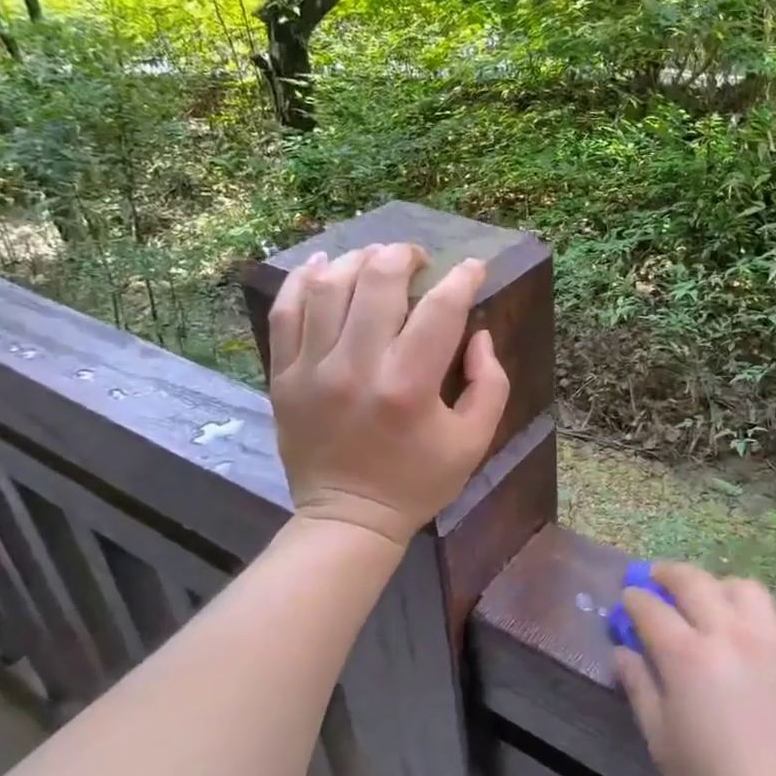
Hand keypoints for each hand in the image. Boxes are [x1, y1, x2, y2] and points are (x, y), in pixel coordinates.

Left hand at [268, 242, 509, 545]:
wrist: (348, 518)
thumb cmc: (418, 481)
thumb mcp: (474, 441)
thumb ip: (490, 383)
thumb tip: (479, 333)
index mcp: (409, 387)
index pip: (440, 309)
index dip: (463, 278)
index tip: (474, 268)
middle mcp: (357, 368)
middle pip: (379, 282)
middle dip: (405, 256)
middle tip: (419, 259)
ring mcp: (313, 370)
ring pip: (330, 286)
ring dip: (359, 260)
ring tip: (377, 260)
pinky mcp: (284, 376)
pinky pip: (287, 310)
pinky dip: (305, 278)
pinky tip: (326, 265)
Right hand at [615, 563, 775, 775]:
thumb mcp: (662, 743)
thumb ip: (640, 688)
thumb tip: (622, 652)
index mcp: (688, 657)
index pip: (652, 610)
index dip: (635, 600)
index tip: (627, 598)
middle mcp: (728, 634)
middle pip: (694, 582)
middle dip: (668, 574)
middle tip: (655, 579)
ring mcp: (767, 640)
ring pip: (738, 586)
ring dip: (713, 584)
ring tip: (703, 600)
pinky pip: (767, 611)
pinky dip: (744, 605)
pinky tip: (737, 628)